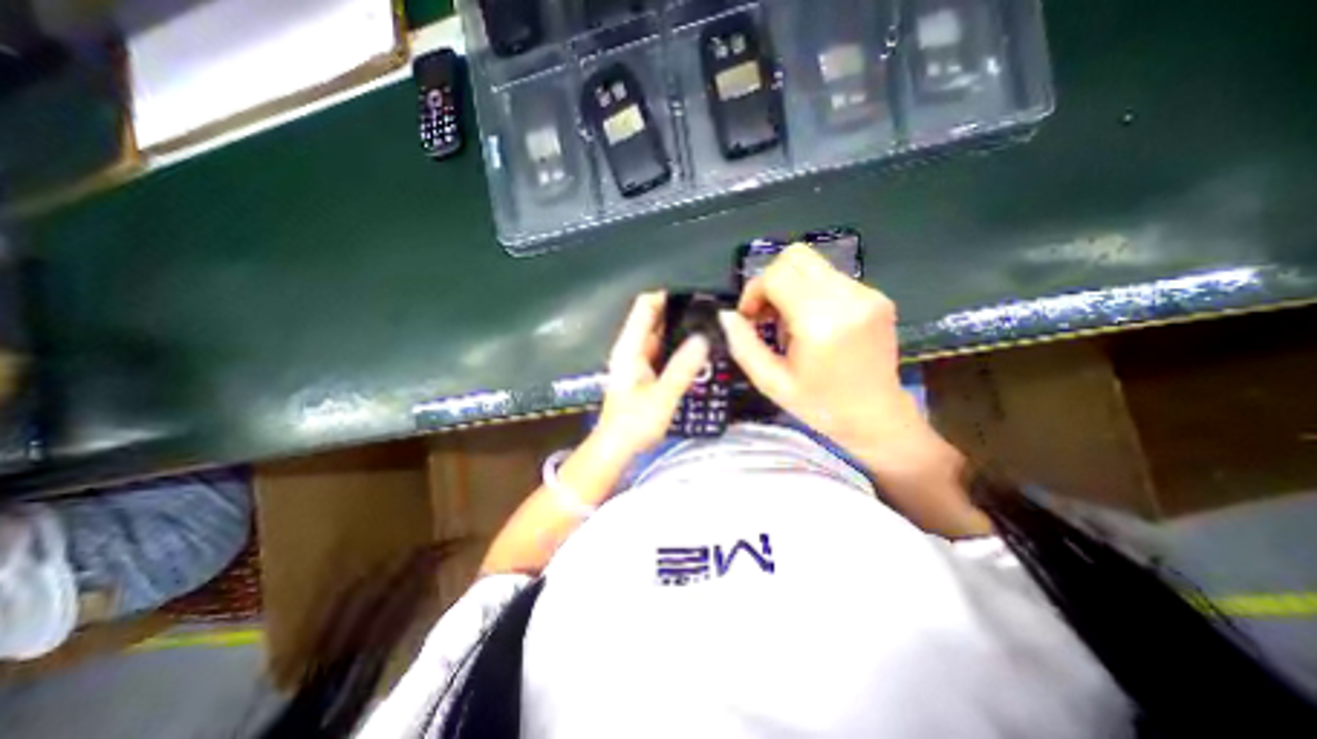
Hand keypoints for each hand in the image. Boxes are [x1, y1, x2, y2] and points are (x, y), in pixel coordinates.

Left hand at [594, 290, 708, 463]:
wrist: (617, 447)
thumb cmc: (634, 422)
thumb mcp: (662, 396)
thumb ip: (683, 367)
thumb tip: (703, 338)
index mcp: (630, 347)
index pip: (646, 306)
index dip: (668, 294)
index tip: (696, 294)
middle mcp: (631, 348)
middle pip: (654, 317)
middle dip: (679, 311)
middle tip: (710, 311)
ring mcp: (637, 360)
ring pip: (660, 334)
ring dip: (680, 329)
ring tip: (708, 326)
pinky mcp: (643, 372)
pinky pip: (662, 350)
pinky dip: (677, 346)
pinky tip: (696, 350)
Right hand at [720, 244, 986, 540]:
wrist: (878, 417)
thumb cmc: (820, 406)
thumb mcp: (771, 383)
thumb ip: (743, 345)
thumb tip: (726, 315)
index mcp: (820, 322)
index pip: (776, 275)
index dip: (754, 291)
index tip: (750, 318)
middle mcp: (848, 298)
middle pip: (796, 257)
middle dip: (770, 281)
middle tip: (767, 315)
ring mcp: (867, 294)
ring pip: (813, 265)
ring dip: (791, 287)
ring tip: (790, 323)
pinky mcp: (877, 297)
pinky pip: (831, 278)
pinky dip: (811, 293)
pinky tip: (812, 324)